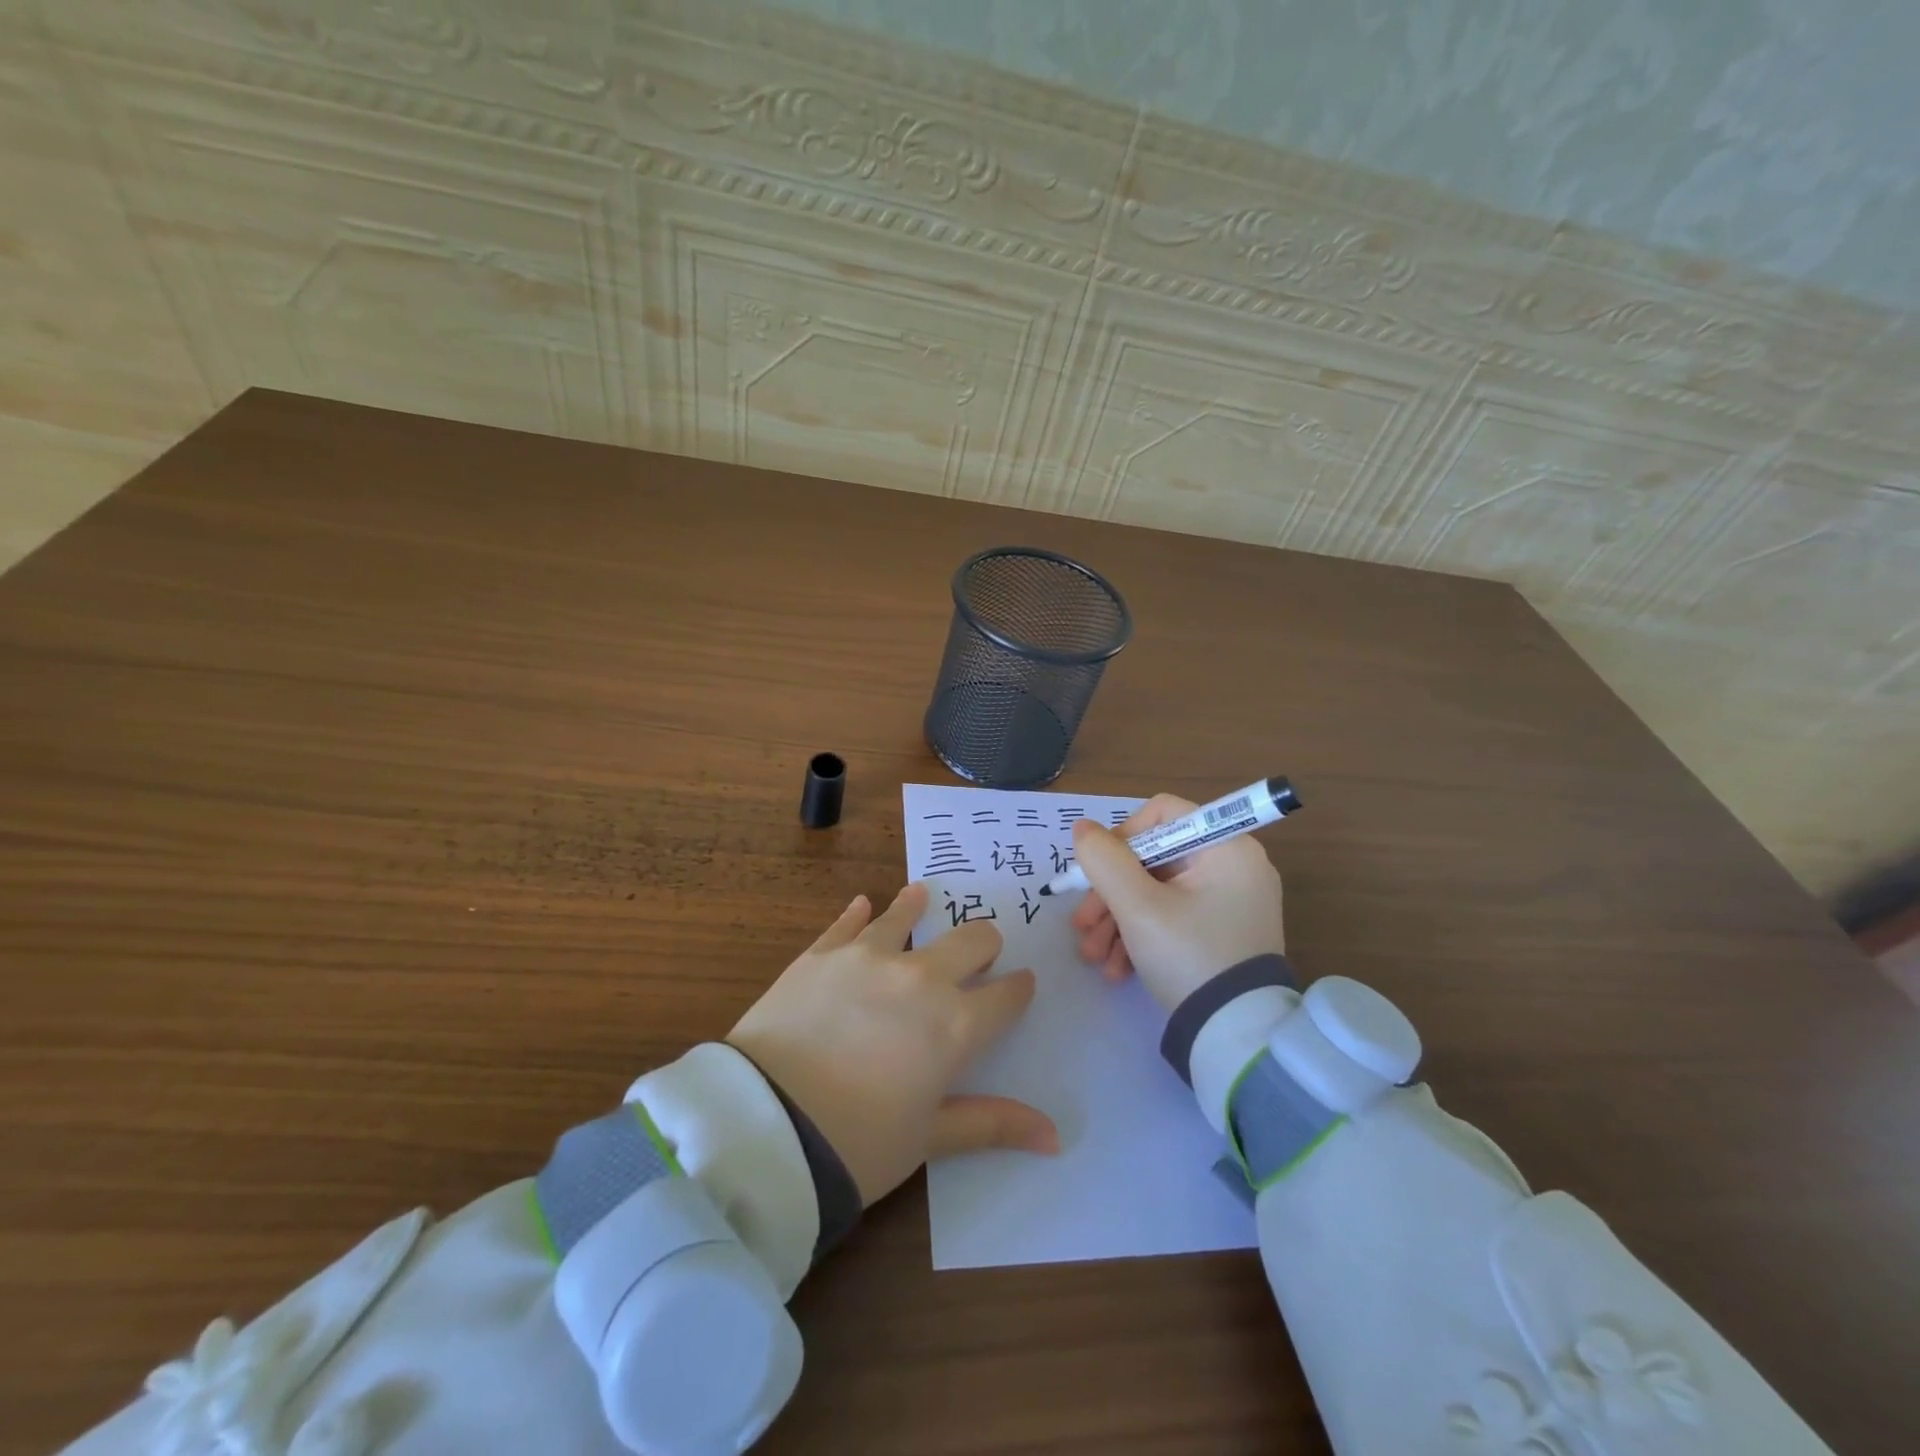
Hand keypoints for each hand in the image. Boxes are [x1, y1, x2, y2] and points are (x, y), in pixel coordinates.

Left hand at [727, 883, 1058, 1206]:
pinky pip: (848, 922)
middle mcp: (921, 978)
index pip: (1006, 996)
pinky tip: (863, 903)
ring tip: (923, 895)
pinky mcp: (822, 953)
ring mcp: (869, 957)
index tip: (1021, 986)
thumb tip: (1054, 1137)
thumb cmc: (857, 1144)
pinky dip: (860, 912)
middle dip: (984, 945)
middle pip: (972, 940)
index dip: (1018, 990)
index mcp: (955, 1025)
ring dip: (919, 906)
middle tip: (980, 953)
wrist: (764, 1127)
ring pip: (907, 914)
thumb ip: (991, 1125)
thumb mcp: (929, 1139)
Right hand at [1070, 794, 1286, 1011]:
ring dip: (1118, 918)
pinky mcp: (1222, 930)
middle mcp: (1234, 866)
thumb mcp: (1137, 908)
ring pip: (1157, 890)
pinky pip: (1173, 915)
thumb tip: (1082, 828)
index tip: (1097, 872)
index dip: (1122, 837)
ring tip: (1093, 954)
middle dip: (1111, 892)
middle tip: (1083, 924)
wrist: (1236, 1038)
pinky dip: (1141, 934)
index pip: (1163, 814)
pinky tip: (1116, 967)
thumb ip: (1104, 861)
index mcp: (1227, 847)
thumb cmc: (1189, 957)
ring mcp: (1230, 900)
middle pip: (1154, 858)